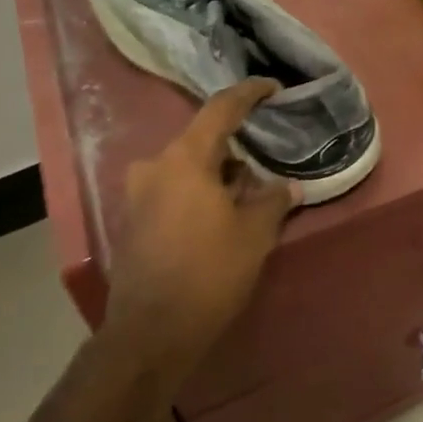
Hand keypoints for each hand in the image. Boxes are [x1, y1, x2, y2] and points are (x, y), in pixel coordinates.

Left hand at [105, 79, 299, 391]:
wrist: (150, 334)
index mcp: (184, 159)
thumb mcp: (254, 233)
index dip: (249, 93)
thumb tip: (290, 186)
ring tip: (248, 195)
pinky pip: (172, 191)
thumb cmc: (209, 272)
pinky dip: (198, 194)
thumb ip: (274, 200)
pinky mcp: (133, 222)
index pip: (221, 109)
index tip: (272, 87)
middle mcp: (155, 167)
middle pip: (202, 142)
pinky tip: (221, 216)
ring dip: (217, 175)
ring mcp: (138, 196)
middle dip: (236, 149)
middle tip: (266, 162)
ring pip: (187, 169)